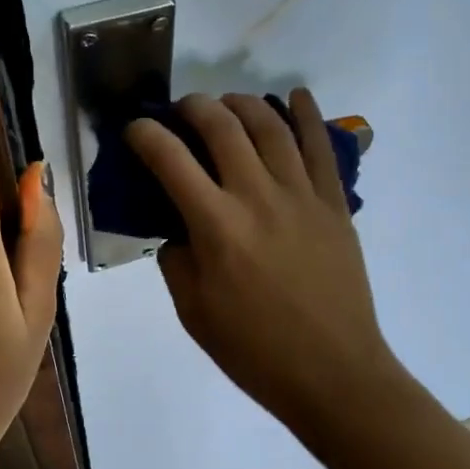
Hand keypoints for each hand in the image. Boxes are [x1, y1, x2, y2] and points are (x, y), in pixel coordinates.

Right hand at [126, 90, 403, 433]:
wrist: (332, 372)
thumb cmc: (254, 350)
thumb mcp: (193, 312)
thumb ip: (176, 259)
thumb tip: (178, 226)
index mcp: (217, 227)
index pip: (170, 160)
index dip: (145, 134)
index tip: (135, 129)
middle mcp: (257, 197)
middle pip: (223, 127)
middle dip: (195, 107)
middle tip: (182, 111)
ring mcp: (302, 196)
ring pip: (271, 126)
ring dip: (243, 103)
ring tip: (228, 103)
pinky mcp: (334, 203)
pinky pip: (321, 146)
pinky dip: (307, 114)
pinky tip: (295, 96)